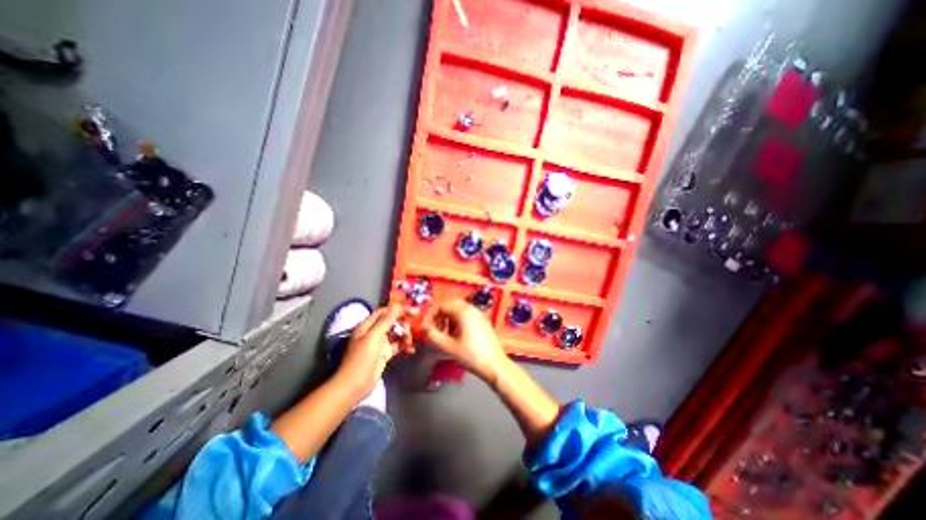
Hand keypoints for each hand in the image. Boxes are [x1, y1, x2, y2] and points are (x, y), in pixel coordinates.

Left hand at [338, 307, 411, 395]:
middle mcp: (374, 332)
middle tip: (414, 328)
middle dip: (403, 323)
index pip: (385, 312)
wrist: (354, 387)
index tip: (413, 311)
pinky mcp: (385, 354)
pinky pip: (398, 346)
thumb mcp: (372, 338)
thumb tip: (397, 306)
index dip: (398, 310)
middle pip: (392, 322)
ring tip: (410, 342)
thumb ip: (385, 322)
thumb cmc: (361, 360)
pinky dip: (405, 346)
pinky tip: (411, 349)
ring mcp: (380, 343)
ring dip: (405, 335)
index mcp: (368, 326)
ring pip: (396, 333)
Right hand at [417, 298, 504, 379]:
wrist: (495, 365)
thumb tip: (424, 327)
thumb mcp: (448, 347)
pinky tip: (457, 335)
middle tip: (435, 329)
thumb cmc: (471, 356)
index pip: (442, 305)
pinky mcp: (483, 321)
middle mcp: (472, 309)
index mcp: (463, 312)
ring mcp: (479, 314)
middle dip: (440, 315)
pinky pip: (467, 315)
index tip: (426, 327)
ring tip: (445, 334)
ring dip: (449, 318)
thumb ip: (433, 335)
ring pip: (459, 309)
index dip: (431, 315)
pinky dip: (458, 321)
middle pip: (451, 305)